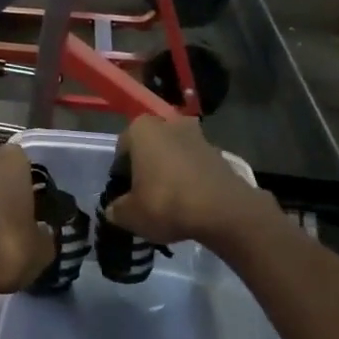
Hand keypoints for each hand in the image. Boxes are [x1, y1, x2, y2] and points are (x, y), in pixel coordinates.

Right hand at [104, 116, 267, 248]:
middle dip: (147, 167)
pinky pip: (196, 166)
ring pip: (175, 154)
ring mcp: (199, 136)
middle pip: (151, 147)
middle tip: (145, 195)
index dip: (120, 172)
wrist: (223, 211)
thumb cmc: (166, 203)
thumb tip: (114, 210)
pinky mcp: (220, 154)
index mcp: (142, 129)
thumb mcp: (130, 215)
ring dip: (170, 171)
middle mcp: (170, 124)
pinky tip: (190, 203)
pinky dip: (191, 179)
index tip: (124, 193)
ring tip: (169, 201)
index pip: (122, 148)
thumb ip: (117, 210)